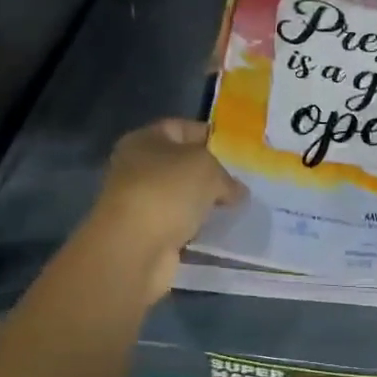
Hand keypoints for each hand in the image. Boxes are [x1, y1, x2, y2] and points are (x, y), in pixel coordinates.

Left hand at [83, 119, 244, 301]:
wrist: (135, 249)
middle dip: (211, 173)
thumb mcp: (207, 168)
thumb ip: (226, 176)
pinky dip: (197, 227)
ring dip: (205, 203)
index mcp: (144, 140)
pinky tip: (219, 230)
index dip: (210, 136)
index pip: (181, 128)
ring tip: (236, 207)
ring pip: (182, 197)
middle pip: (182, 164)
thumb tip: (237, 191)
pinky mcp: (147, 234)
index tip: (238, 150)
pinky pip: (180, 224)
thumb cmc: (167, 192)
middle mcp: (137, 168)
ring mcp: (141, 202)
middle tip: (242, 181)